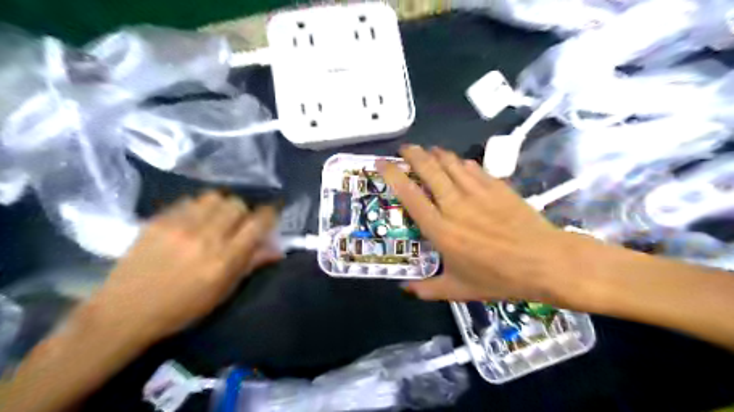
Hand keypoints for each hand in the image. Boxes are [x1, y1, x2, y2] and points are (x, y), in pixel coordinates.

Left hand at [85, 191, 281, 341]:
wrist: (125, 311)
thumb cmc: (183, 308)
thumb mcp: (224, 291)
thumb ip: (251, 264)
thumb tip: (277, 248)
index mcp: (225, 258)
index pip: (257, 223)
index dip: (269, 215)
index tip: (269, 217)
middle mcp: (206, 237)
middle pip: (236, 204)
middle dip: (243, 212)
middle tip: (237, 224)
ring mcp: (180, 226)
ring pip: (214, 197)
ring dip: (221, 206)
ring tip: (215, 218)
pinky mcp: (159, 220)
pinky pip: (189, 201)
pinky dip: (198, 207)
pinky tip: (192, 221)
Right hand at [379, 145, 588, 305]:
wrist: (545, 263)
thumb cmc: (499, 278)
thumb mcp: (459, 289)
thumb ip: (427, 289)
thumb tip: (404, 289)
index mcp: (440, 229)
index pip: (409, 194)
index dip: (393, 174)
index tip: (382, 163)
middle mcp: (454, 205)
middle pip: (429, 169)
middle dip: (413, 154)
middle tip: (405, 149)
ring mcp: (477, 192)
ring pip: (450, 163)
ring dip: (435, 153)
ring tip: (427, 151)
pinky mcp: (497, 186)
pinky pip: (473, 167)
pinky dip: (460, 162)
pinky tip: (458, 163)